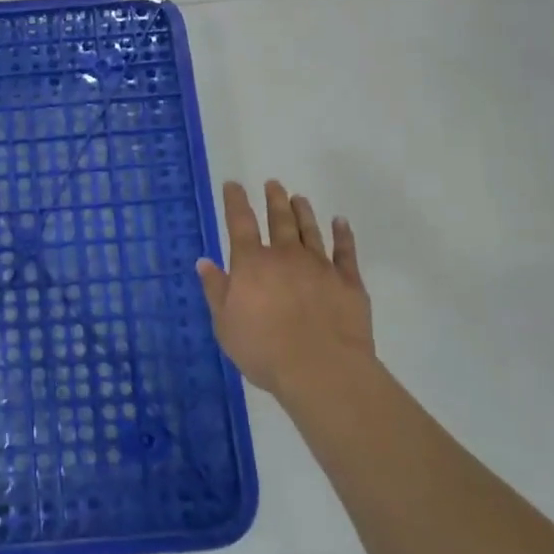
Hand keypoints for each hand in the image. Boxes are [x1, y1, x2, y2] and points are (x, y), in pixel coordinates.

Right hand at [197, 179, 373, 397]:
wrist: (322, 370)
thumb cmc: (264, 350)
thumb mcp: (225, 324)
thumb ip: (216, 291)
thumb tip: (205, 262)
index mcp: (252, 263)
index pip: (240, 222)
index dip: (236, 200)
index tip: (234, 184)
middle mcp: (285, 255)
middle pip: (279, 219)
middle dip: (274, 199)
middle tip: (273, 183)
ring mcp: (320, 266)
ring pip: (310, 230)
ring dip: (303, 212)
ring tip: (299, 197)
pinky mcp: (348, 282)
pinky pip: (345, 251)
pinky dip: (343, 234)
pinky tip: (340, 223)